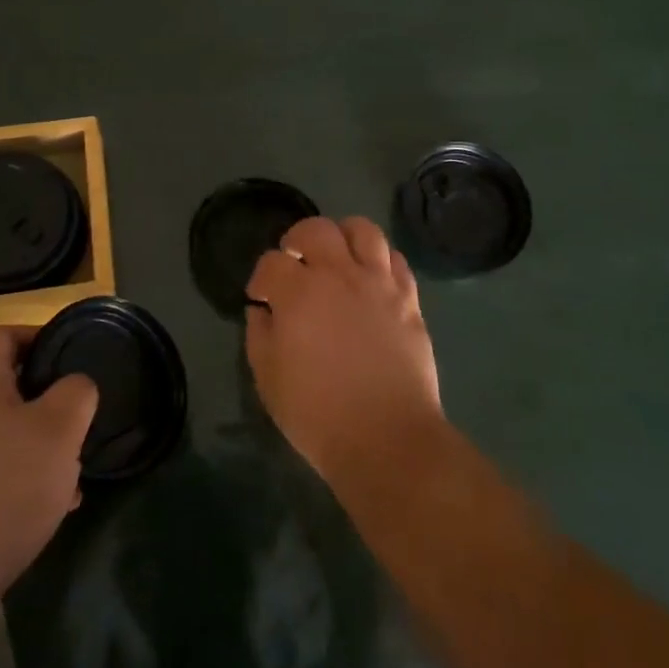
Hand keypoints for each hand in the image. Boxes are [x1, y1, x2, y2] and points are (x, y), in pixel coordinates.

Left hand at [0, 326, 97, 617]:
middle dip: (43, 402)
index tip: (66, 354)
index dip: (34, 335)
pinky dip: (15, 482)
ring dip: (33, 447)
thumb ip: (76, 393)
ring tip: (68, 474)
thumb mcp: (60, 428)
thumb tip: (75, 386)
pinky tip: (44, 512)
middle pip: (0, 388)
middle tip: (74, 420)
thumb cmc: (4, 485)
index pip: (0, 335)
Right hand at [244, 215, 444, 492]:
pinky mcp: (409, 299)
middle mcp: (339, 275)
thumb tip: (262, 310)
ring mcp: (378, 284)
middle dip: (298, 239)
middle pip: (317, 229)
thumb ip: (260, 334)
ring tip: (337, 258)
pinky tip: (371, 278)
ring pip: (363, 230)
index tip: (261, 298)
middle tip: (295, 262)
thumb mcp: (268, 379)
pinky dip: (379, 260)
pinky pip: (396, 260)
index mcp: (298, 293)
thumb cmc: (317, 414)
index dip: (261, 278)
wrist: (386, 438)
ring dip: (344, 237)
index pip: (271, 263)